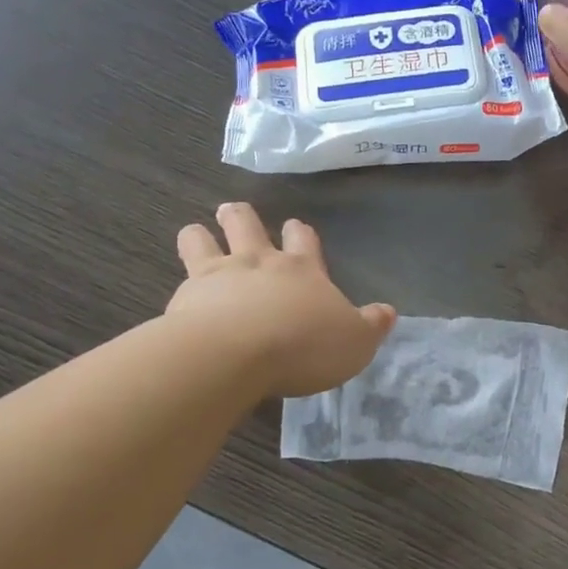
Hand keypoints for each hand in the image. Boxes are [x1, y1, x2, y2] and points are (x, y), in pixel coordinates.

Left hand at [167, 203, 395, 396]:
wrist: (236, 354)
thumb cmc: (304, 346)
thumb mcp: (355, 343)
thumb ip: (371, 326)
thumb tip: (388, 312)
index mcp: (301, 269)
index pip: (303, 240)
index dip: (300, 233)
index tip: (296, 228)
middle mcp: (257, 262)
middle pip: (245, 224)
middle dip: (241, 217)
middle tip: (235, 214)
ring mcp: (216, 276)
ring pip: (201, 239)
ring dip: (200, 235)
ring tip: (198, 236)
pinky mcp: (184, 298)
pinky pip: (180, 280)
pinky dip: (181, 285)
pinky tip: (181, 300)